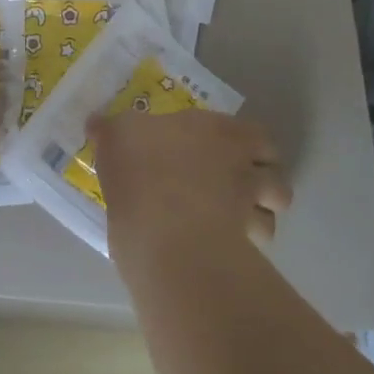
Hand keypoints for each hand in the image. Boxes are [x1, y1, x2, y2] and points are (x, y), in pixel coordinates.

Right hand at [90, 109, 290, 261]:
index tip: (229, 152)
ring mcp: (246, 208)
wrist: (160, 227)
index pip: (256, 135)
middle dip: (264, 181)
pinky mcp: (242, 247)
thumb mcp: (115, 137)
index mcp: (218, 131)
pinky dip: (245, 249)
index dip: (248, 145)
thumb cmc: (140, 167)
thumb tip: (96, 123)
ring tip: (235, 223)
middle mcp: (242, 166)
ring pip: (273, 213)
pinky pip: (254, 248)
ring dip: (260, 217)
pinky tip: (221, 249)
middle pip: (276, 173)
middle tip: (239, 189)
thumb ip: (110, 129)